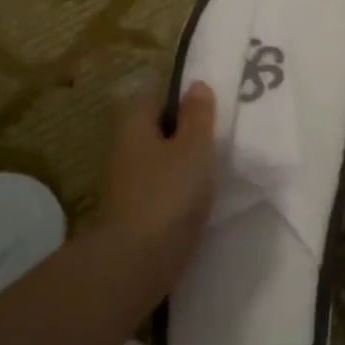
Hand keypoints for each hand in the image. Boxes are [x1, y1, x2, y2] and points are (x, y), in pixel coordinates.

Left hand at [99, 80, 217, 301]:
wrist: (139, 259)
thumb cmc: (169, 192)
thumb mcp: (194, 146)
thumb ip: (198, 115)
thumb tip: (196, 85)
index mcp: (133, 122)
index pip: (158, 96)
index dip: (185, 99)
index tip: (213, 109)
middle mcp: (123, 146)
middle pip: (158, 129)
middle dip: (185, 132)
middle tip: (220, 137)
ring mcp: (126, 180)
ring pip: (160, 160)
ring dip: (184, 162)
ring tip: (216, 167)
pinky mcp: (135, 210)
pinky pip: (161, 186)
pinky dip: (179, 188)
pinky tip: (201, 196)